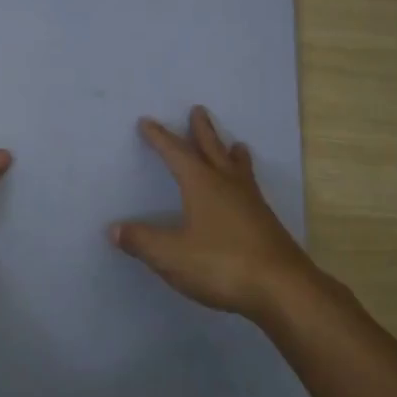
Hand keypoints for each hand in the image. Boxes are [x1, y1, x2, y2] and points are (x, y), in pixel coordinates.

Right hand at [110, 106, 326, 320]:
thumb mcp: (172, 255)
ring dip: (230, 152)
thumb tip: (114, 229)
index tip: (147, 122)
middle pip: (213, 149)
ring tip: (235, 144)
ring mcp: (251, 202)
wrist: (282, 287)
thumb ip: (142, 241)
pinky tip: (246, 192)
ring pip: (238, 168)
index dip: (160, 138)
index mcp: (202, 185)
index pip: (176, 153)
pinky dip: (244, 177)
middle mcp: (228, 185)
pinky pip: (250, 187)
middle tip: (199, 110)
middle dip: (202, 130)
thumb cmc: (222, 264)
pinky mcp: (265, 222)